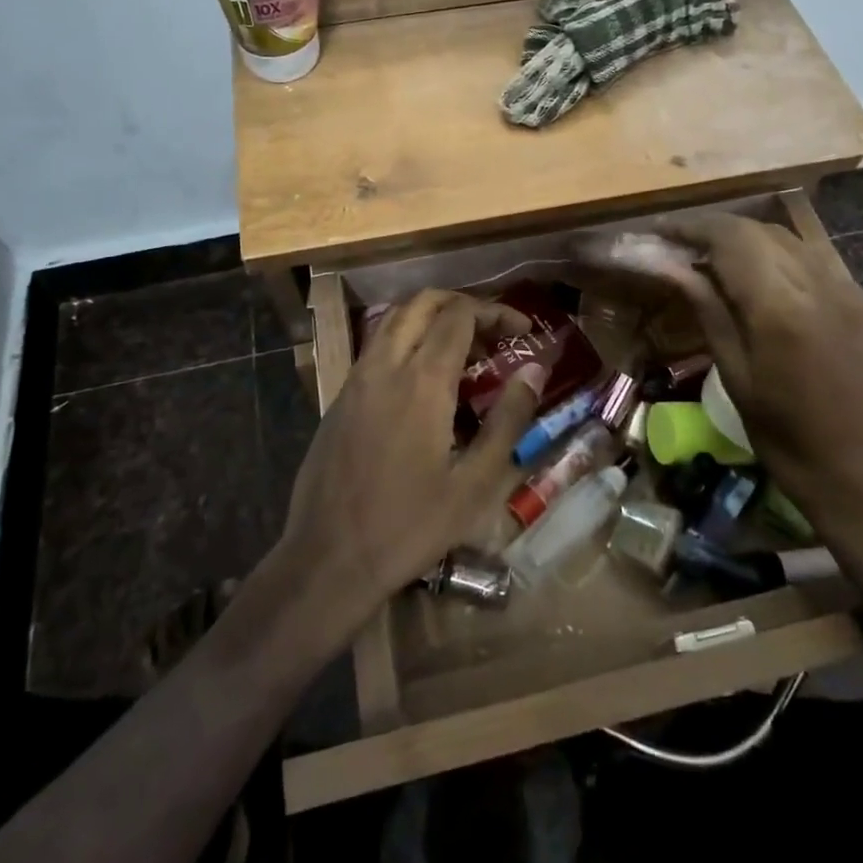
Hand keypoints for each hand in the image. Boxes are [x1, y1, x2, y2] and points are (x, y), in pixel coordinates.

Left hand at [275, 290, 543, 631]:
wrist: (328, 558)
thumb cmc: (409, 526)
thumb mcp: (475, 484)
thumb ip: (507, 420)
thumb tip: (533, 370)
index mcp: (421, 380)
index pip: (460, 315)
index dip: (495, 312)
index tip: (523, 330)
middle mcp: (384, 365)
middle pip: (423, 303)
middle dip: (462, 304)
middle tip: (493, 331)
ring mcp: (356, 378)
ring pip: (394, 320)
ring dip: (431, 318)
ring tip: (463, 350)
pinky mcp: (339, 397)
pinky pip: (376, 346)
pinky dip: (407, 339)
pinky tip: (424, 379)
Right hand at [662, 215, 862, 555]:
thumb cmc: (787, 439)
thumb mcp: (735, 375)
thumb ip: (707, 309)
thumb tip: (670, 266)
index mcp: (780, 305)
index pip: (728, 237)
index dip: (689, 227)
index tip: (656, 232)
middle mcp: (816, 281)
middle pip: (755, 229)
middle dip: (712, 229)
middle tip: (674, 245)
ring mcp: (843, 288)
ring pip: (783, 237)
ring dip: (741, 237)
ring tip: (706, 257)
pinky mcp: (857, 300)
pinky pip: (806, 256)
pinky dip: (771, 252)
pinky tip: (751, 276)